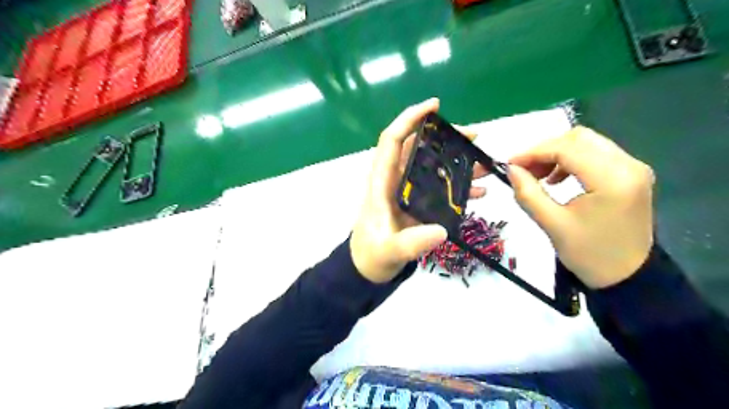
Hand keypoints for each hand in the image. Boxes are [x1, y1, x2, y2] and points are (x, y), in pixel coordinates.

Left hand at [350, 99, 484, 283]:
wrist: (369, 268)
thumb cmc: (371, 255)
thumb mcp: (388, 251)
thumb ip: (410, 243)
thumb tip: (440, 231)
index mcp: (382, 182)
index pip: (392, 140)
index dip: (410, 119)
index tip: (434, 106)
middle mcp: (395, 180)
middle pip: (419, 148)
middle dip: (445, 138)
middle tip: (474, 136)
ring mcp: (407, 191)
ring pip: (432, 166)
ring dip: (457, 161)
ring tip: (483, 164)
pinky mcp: (416, 203)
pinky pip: (438, 187)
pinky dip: (457, 186)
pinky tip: (477, 192)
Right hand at [509, 126, 654, 289]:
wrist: (627, 276)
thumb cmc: (589, 255)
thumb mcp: (552, 224)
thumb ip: (528, 193)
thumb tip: (511, 169)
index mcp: (612, 179)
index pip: (567, 148)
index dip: (533, 152)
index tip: (510, 164)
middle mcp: (628, 165)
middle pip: (579, 138)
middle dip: (545, 150)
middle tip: (524, 170)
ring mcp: (633, 168)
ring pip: (587, 143)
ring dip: (557, 154)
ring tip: (538, 175)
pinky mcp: (630, 174)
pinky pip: (595, 154)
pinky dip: (571, 160)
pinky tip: (557, 179)